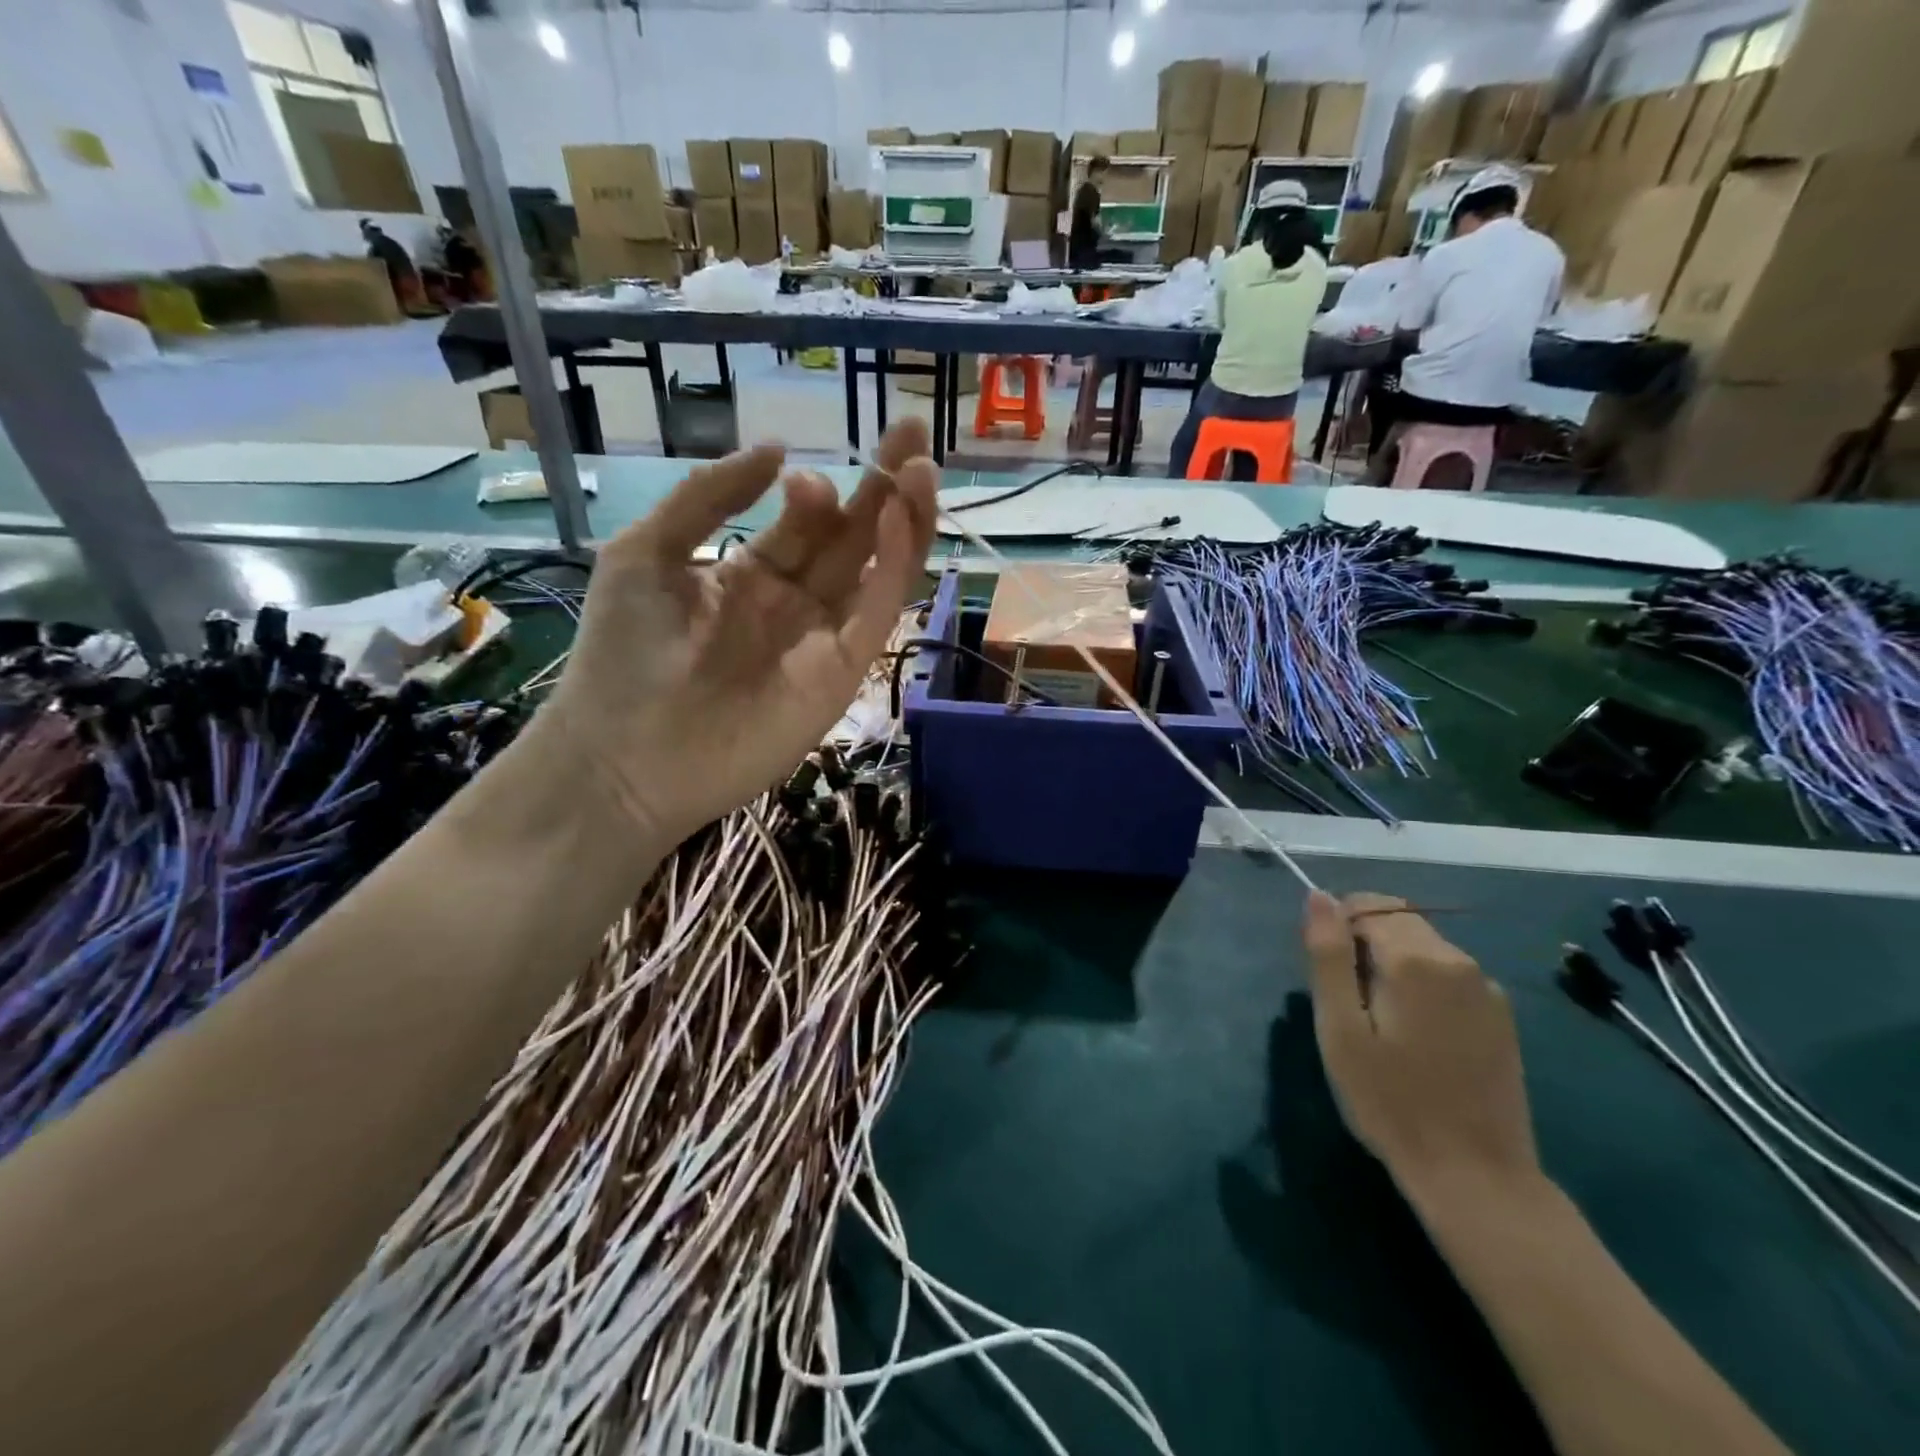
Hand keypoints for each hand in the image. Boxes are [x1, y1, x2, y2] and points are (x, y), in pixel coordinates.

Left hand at [545, 420, 937, 844]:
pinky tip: (901, 520)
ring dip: (904, 520)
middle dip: (883, 486)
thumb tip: (776, 451)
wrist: (625, 755)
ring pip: (878, 571)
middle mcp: (796, 603)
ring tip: (921, 466)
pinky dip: (896, 567)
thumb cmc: (623, 654)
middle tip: (911, 431)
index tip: (801, 472)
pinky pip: (878, 612)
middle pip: (853, 538)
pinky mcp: (843, 672)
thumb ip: (707, 497)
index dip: (818, 492)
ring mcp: (823, 638)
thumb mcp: (645, 553)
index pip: (805, 524)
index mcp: (751, 575)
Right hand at [1303, 892, 1539, 1202]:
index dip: (1338, 929)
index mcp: (1416, 959)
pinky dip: (1422, 986)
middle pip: (1398, 921)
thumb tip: (1319, 895)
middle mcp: (1459, 961)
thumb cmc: (1390, 1101)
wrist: (1475, 1177)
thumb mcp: (1339, 1028)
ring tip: (1380, 1024)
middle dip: (1365, 945)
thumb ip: (1328, 955)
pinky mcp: (1501, 1018)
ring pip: (1424, 947)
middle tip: (1349, 1005)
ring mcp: (1487, 989)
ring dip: (1393, 965)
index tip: (1329, 976)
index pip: (1367, 904)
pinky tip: (1416, 1037)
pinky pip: (1448, 976)